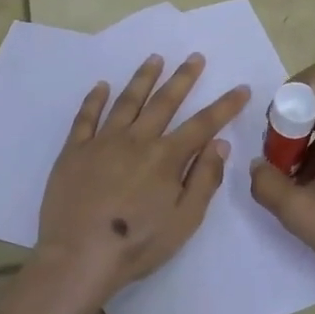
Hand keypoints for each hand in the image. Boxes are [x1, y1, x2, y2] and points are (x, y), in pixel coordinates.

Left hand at [34, 53, 251, 302]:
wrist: (78, 256)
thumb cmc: (137, 244)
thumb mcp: (184, 220)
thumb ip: (204, 179)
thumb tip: (219, 143)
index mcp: (166, 157)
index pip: (203, 124)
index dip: (224, 106)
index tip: (240, 87)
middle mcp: (136, 140)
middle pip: (164, 102)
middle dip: (183, 78)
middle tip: (195, 57)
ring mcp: (102, 142)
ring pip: (127, 101)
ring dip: (143, 78)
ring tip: (155, 58)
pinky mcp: (73, 151)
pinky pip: (85, 117)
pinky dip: (95, 99)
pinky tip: (102, 86)